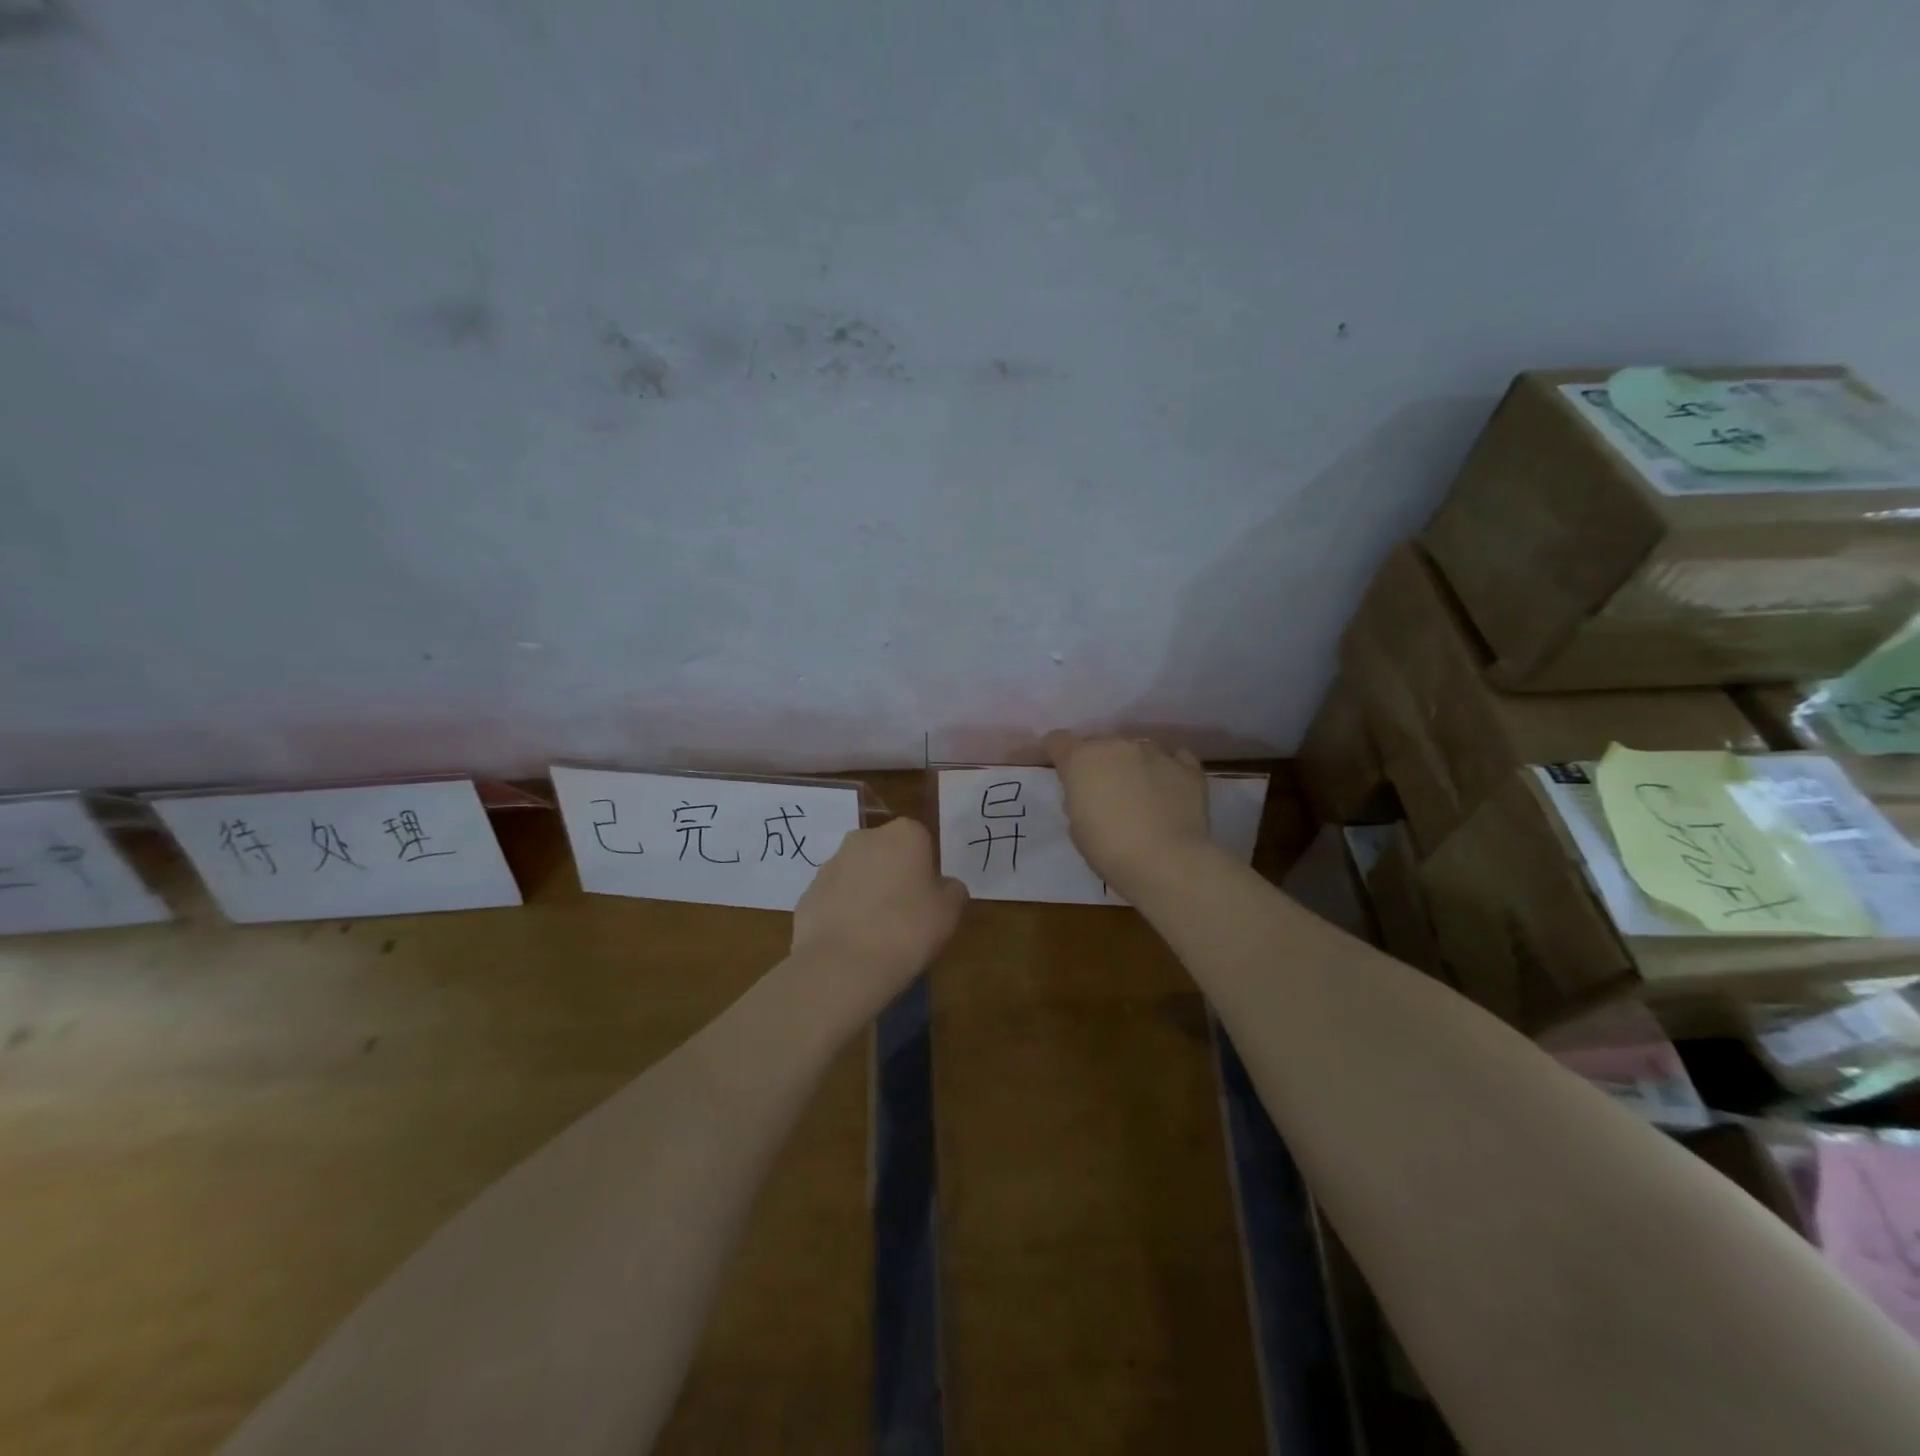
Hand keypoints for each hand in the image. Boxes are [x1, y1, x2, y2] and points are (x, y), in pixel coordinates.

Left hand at [791, 817, 968, 1022]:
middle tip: (904, 915)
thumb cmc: (906, 930)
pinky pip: (835, 898)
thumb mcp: (949, 912)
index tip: (927, 900)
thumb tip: (942, 886)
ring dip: (866, 893)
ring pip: (858, 874)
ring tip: (875, 935)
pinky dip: (843, 913)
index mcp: (904, 834)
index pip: (921, 842)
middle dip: (894, 876)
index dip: (925, 871)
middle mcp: (864, 838)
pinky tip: (851, 943)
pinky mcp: (808, 892)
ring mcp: (831, 864)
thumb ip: (951, 890)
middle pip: (886, 853)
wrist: (841, 965)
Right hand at [1044, 731, 1211, 894]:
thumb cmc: (1109, 850)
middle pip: (1102, 745)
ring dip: (1135, 766)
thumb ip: (1080, 798)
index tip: (1065, 771)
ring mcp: (1155, 752)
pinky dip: (1169, 771)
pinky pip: (1175, 759)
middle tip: (1108, 794)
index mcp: (1082, 760)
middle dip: (1101, 764)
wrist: (1166, 862)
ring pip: (1138, 750)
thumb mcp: (1077, 827)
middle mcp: (1117, 746)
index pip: (1059, 741)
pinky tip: (1171, 791)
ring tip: (1143, 796)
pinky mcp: (1187, 767)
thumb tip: (1091, 793)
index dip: (1059, 753)